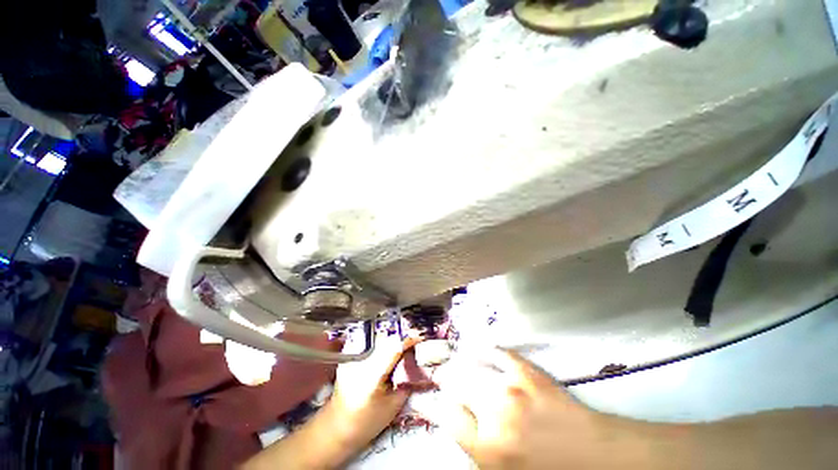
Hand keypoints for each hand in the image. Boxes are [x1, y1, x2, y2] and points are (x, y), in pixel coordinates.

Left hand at [241, 333, 420, 469]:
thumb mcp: (394, 404)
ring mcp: (351, 352)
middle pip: (385, 333)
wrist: (338, 425)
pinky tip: (393, 329)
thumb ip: (408, 379)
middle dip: (404, 326)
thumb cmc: (368, 421)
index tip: (425, 331)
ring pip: (376, 329)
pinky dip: (384, 330)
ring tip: (409, 323)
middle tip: (419, 323)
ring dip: (394, 325)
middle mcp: (358, 358)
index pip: (393, 346)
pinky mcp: (350, 350)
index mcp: (369, 374)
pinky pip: (370, 333)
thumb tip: (422, 359)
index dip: (410, 336)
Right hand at [430, 348, 651, 469]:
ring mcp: (511, 387)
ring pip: (472, 366)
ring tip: (454, 361)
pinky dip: (485, 349)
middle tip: (441, 376)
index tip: (432, 400)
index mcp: (488, 449)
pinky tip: (478, 348)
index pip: (447, 417)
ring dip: (460, 363)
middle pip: (456, 385)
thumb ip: (478, 450)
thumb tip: (457, 425)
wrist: (595, 457)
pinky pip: (498, 352)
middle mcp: (494, 414)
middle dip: (445, 379)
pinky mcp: (527, 372)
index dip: (436, 406)